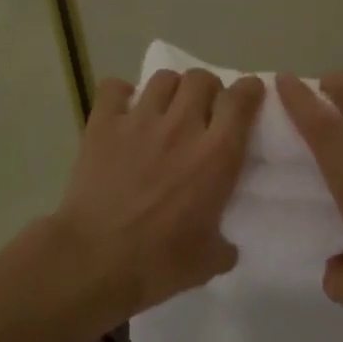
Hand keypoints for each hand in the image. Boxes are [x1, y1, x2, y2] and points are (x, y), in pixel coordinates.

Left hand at [53, 69, 264, 320]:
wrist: (94, 260)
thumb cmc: (158, 263)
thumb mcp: (208, 262)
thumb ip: (224, 245)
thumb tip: (226, 246)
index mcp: (217, 155)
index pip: (241, 100)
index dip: (248, 91)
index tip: (248, 96)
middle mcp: (182, 127)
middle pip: (202, 79)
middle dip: (208, 89)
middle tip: (204, 109)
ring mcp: (140, 121)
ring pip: (163, 78)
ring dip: (171, 89)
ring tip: (166, 108)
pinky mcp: (103, 125)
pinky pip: (114, 88)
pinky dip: (121, 93)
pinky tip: (123, 109)